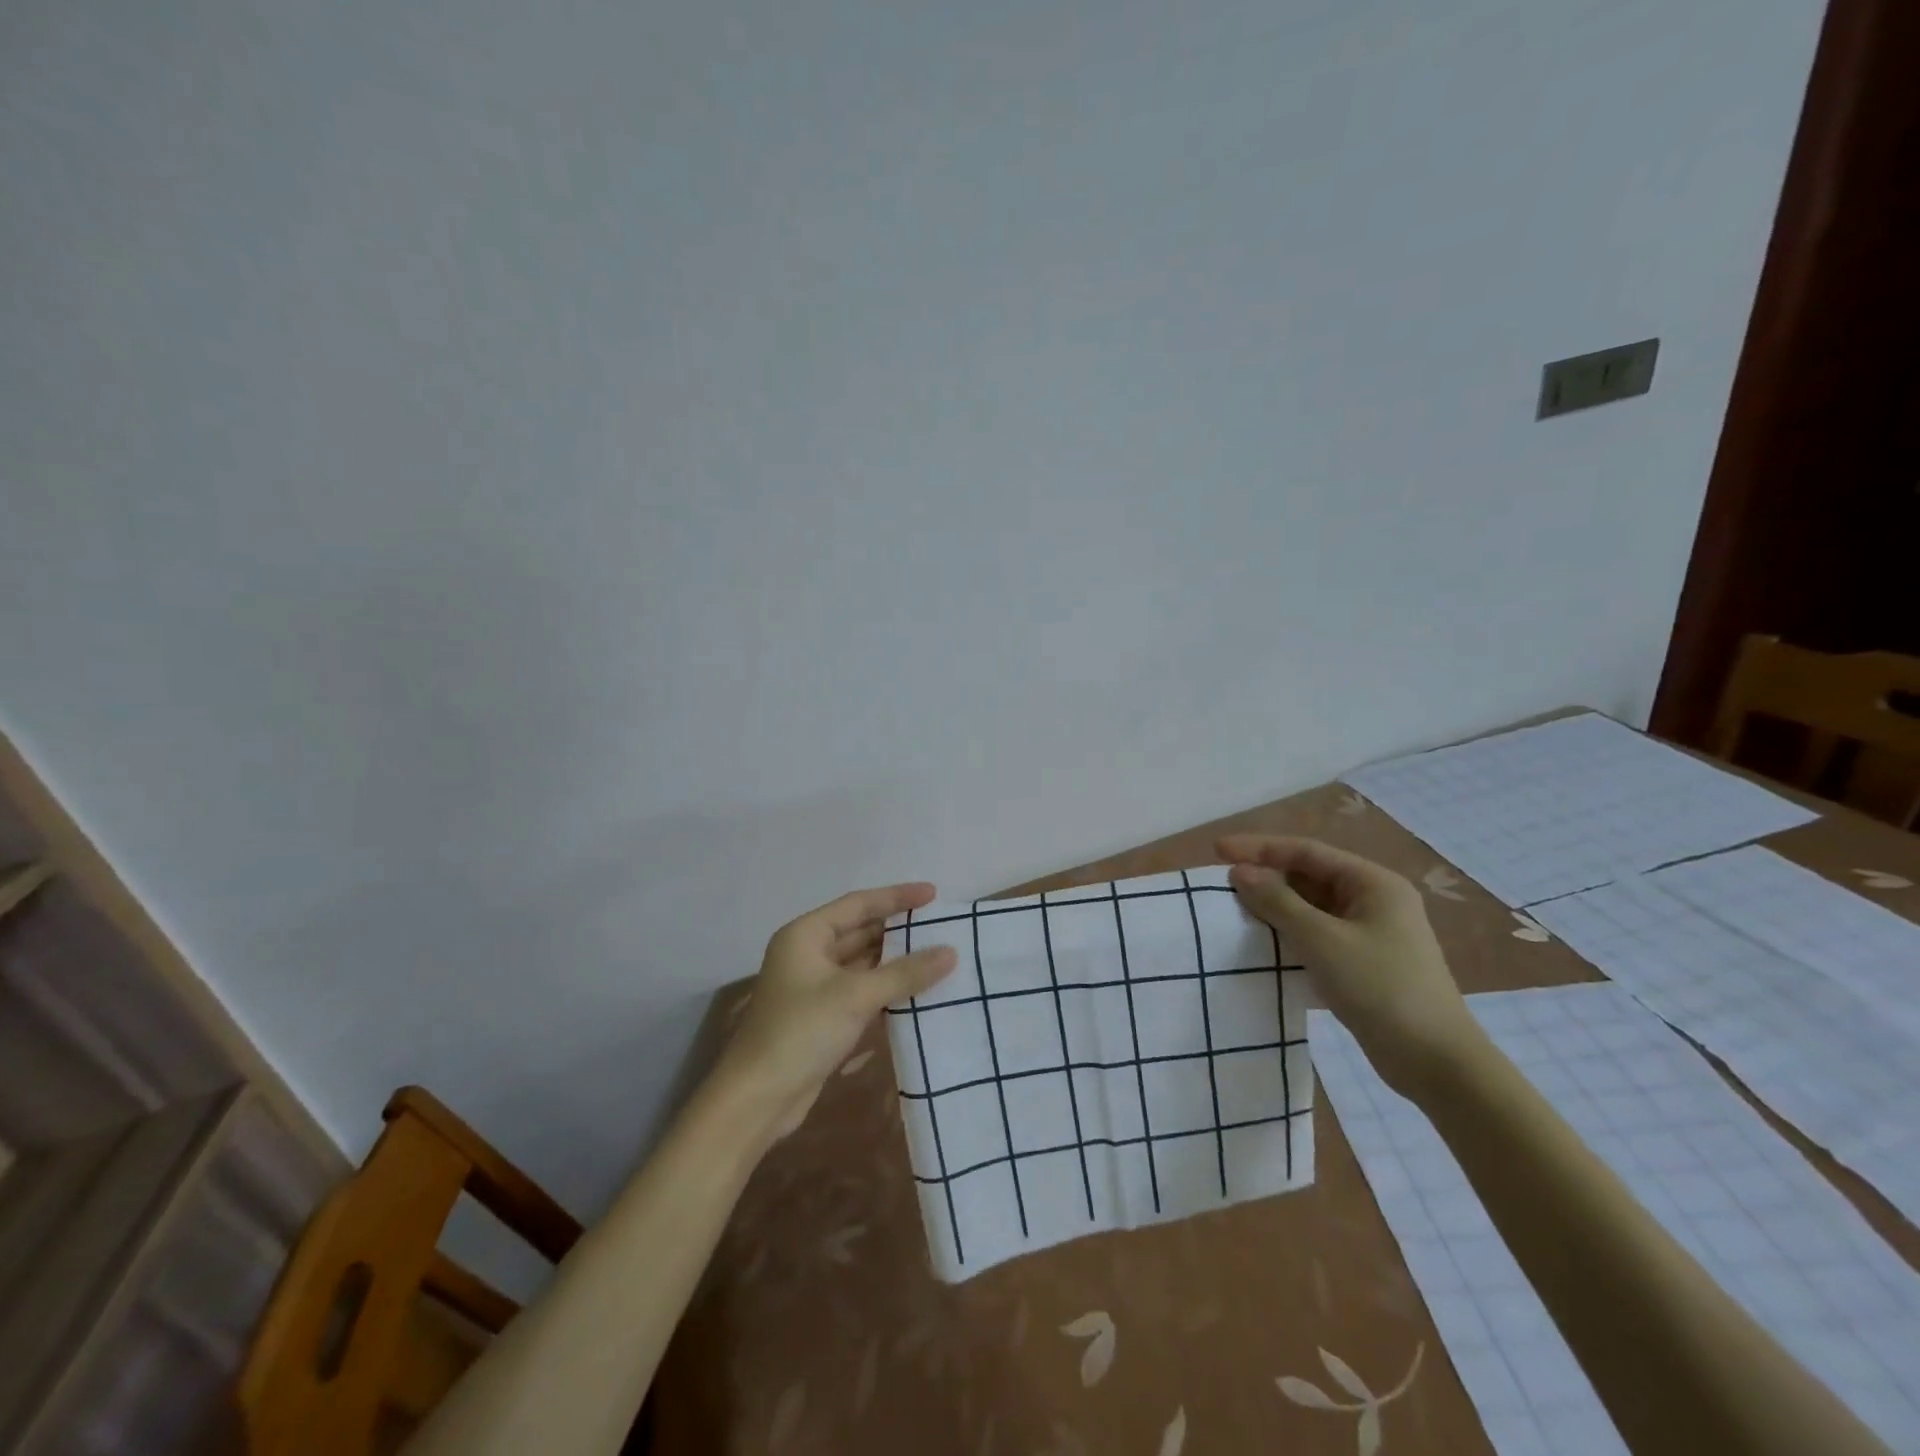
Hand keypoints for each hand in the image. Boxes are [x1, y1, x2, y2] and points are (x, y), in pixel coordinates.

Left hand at [717, 883, 957, 1141]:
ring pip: (863, 964)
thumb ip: (904, 973)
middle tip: (941, 926)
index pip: (858, 905)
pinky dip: (887, 989)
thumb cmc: (801, 1031)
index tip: (933, 894)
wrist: (758, 1098)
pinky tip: (917, 991)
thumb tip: (950, 952)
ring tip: (938, 955)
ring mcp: (814, 987)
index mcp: (806, 935)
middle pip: (860, 932)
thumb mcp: (855, 996)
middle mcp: (808, 954)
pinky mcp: (822, 1017)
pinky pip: (861, 991)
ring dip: (896, 962)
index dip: (896, 897)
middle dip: (899, 930)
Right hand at [1216, 835, 1482, 1096]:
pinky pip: (1318, 934)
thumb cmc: (1380, 988)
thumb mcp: (1321, 940)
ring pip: (1312, 907)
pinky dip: (1289, 933)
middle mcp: (1375, 900)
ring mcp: (1371, 932)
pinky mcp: (1365, 962)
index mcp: (1373, 883)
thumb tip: (1240, 873)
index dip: (1259, 848)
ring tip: (1235, 911)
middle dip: (1267, 877)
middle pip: (1309, 876)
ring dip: (1275, 907)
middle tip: (1223, 885)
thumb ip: (1277, 902)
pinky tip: (1263, 943)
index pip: (1306, 852)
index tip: (1217, 851)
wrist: (1436, 1063)